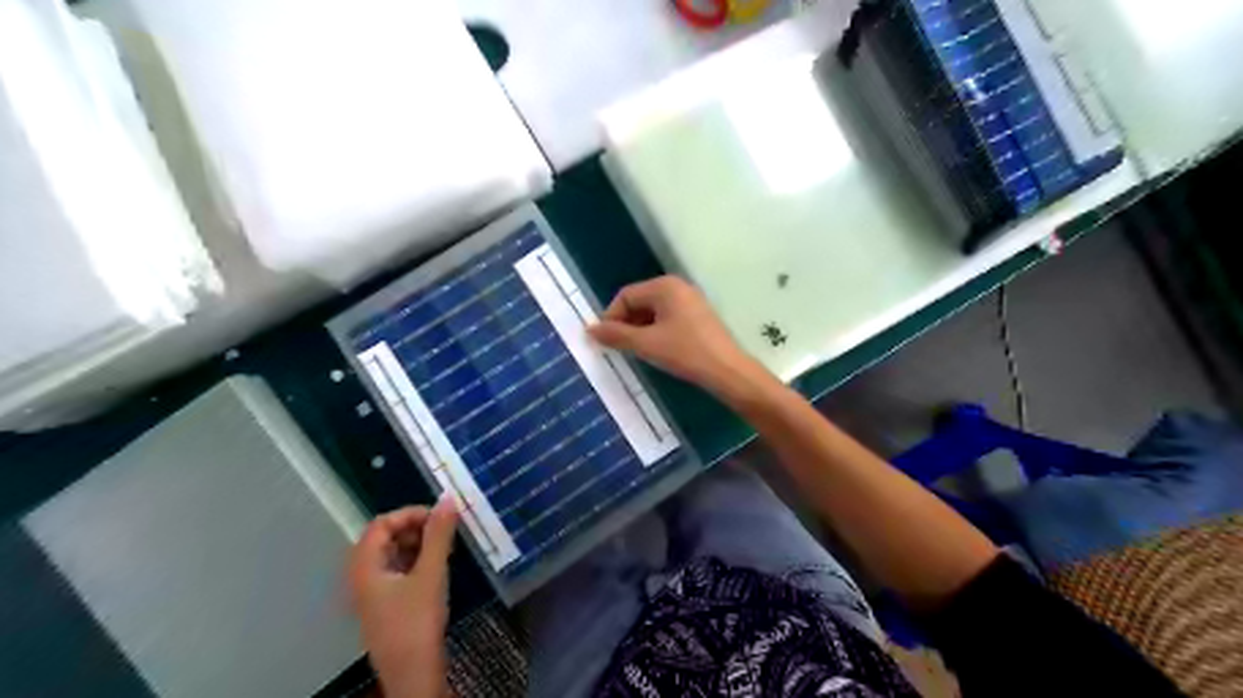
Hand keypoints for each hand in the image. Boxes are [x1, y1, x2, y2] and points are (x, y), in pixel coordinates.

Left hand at [346, 496, 456, 697]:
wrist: (413, 675)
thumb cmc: (417, 622)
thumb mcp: (431, 574)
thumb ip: (439, 535)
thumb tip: (448, 500)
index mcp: (364, 567)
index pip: (380, 524)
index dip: (409, 514)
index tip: (440, 517)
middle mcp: (362, 577)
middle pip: (384, 538)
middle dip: (415, 528)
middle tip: (445, 530)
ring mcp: (372, 593)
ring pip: (392, 555)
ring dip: (418, 544)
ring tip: (446, 546)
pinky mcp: (386, 606)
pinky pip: (397, 571)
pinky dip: (416, 561)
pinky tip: (438, 566)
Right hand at [588, 276, 769, 401]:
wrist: (728, 371)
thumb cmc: (685, 352)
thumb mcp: (646, 344)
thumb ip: (616, 335)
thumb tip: (589, 330)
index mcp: (664, 286)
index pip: (626, 296)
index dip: (611, 317)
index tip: (605, 342)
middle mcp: (677, 287)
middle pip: (639, 301)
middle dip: (625, 324)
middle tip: (619, 349)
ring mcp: (690, 301)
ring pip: (653, 312)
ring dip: (640, 330)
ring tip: (637, 352)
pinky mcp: (697, 317)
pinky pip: (667, 318)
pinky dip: (656, 332)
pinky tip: (656, 351)